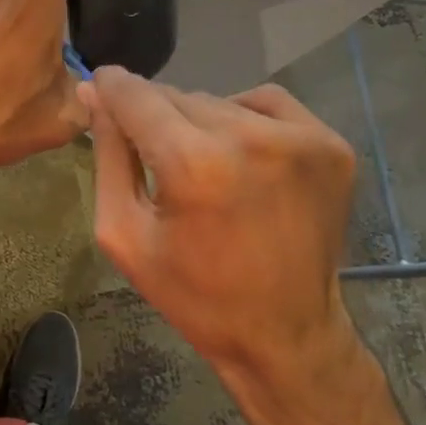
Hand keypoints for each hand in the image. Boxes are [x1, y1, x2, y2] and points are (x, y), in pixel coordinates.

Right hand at [82, 67, 357, 382]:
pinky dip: (245, 118)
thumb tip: (94, 93)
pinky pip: (267, 103)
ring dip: (201, 122)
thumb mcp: (124, 233)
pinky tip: (241, 156)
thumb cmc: (193, 294)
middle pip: (178, 96)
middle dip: (157, 118)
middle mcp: (251, 138)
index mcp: (194, 164)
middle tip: (159, 158)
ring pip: (221, 100)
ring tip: (205, 167)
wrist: (286, 335)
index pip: (136, 94)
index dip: (110, 89)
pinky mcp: (331, 145)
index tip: (99, 92)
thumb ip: (108, 156)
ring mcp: (300, 138)